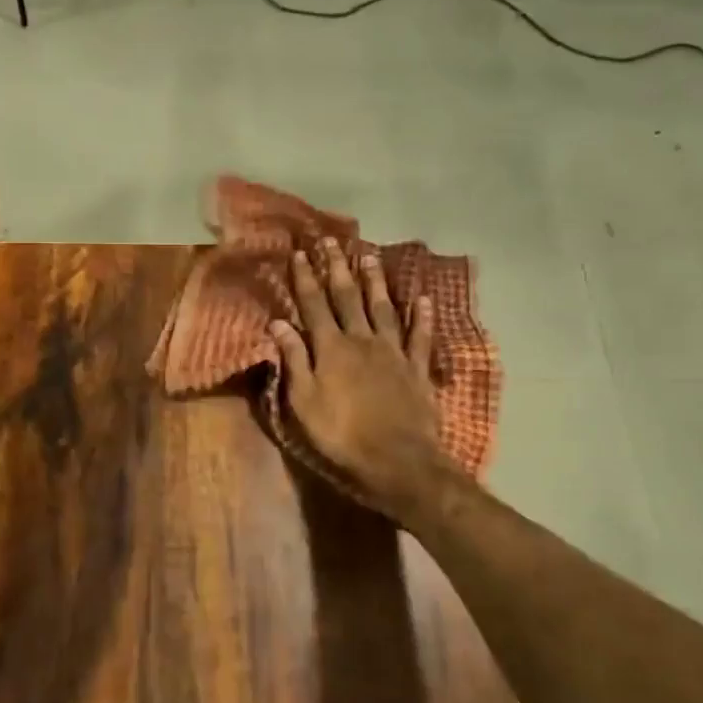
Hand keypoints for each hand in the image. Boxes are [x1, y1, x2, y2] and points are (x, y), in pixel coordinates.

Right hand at [272, 239, 442, 524]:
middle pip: (348, 298)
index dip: (306, 279)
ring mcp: (394, 352)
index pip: (314, 305)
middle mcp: (362, 341)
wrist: (397, 460)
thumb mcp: (304, 402)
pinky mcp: (417, 369)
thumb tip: (279, 323)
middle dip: (337, 269)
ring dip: (375, 282)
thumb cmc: (341, 435)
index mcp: (331, 349)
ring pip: (383, 308)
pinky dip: (422, 316)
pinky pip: (421, 336)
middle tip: (331, 242)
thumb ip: (295, 360)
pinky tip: (423, 298)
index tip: (300, 253)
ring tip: (369, 256)